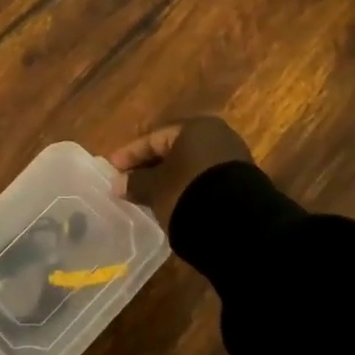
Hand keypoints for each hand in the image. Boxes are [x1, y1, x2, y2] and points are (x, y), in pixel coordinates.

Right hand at [106, 116, 254, 229]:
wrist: (240, 225)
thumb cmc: (188, 193)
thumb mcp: (155, 188)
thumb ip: (135, 182)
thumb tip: (118, 183)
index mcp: (194, 128)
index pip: (153, 139)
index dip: (129, 154)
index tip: (112, 169)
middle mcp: (217, 137)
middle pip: (173, 151)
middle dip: (150, 167)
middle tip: (128, 182)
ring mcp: (233, 160)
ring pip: (189, 167)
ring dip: (169, 179)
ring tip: (148, 196)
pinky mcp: (242, 184)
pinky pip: (204, 181)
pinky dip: (187, 189)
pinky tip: (174, 203)